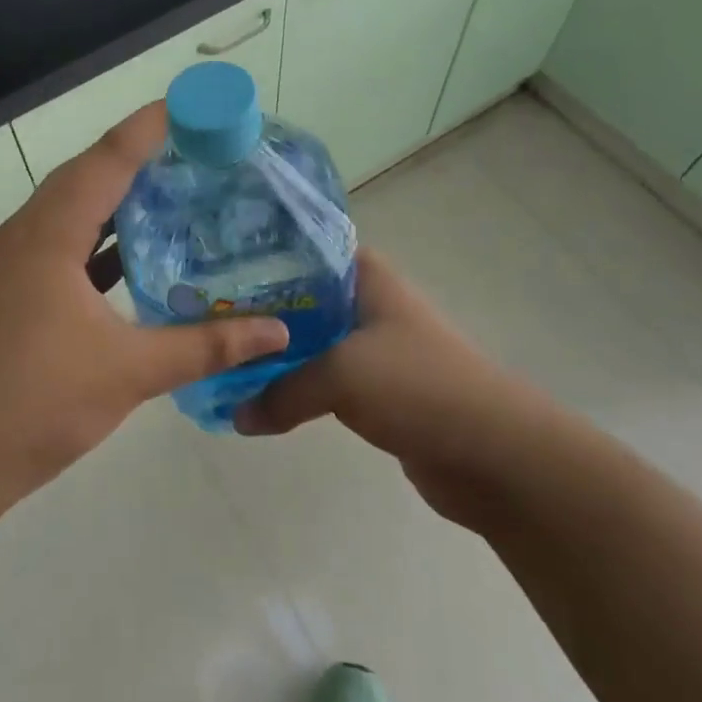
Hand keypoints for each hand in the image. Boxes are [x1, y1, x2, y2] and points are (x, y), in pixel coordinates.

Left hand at [0, 104, 289, 532]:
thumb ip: (205, 346)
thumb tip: (277, 330)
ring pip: (70, 215)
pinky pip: (60, 249)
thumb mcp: (128, 372)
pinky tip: (133, 259)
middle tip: (194, 151)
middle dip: (137, 159)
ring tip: (172, 194)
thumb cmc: (35, 404)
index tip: (190, 106)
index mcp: (47, 236)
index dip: (147, 129)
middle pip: (84, 179)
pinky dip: (98, 244)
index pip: (104, 162)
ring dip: (116, 202)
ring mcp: (9, 267)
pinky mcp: (7, 296)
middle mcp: (23, 237)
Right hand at [233, 249, 562, 525]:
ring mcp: (373, 347)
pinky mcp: (376, 390)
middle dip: (257, 309)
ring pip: (309, 340)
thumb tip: (236, 416)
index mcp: (366, 276)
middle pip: (300, 296)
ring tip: (221, 355)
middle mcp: (367, 303)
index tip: (214, 267)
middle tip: (204, 316)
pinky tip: (258, 395)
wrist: (496, 455)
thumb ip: (280, 391)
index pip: (303, 247)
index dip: (260, 254)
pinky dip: (294, 386)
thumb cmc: (418, 387)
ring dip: (273, 353)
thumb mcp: (340, 376)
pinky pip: (322, 380)